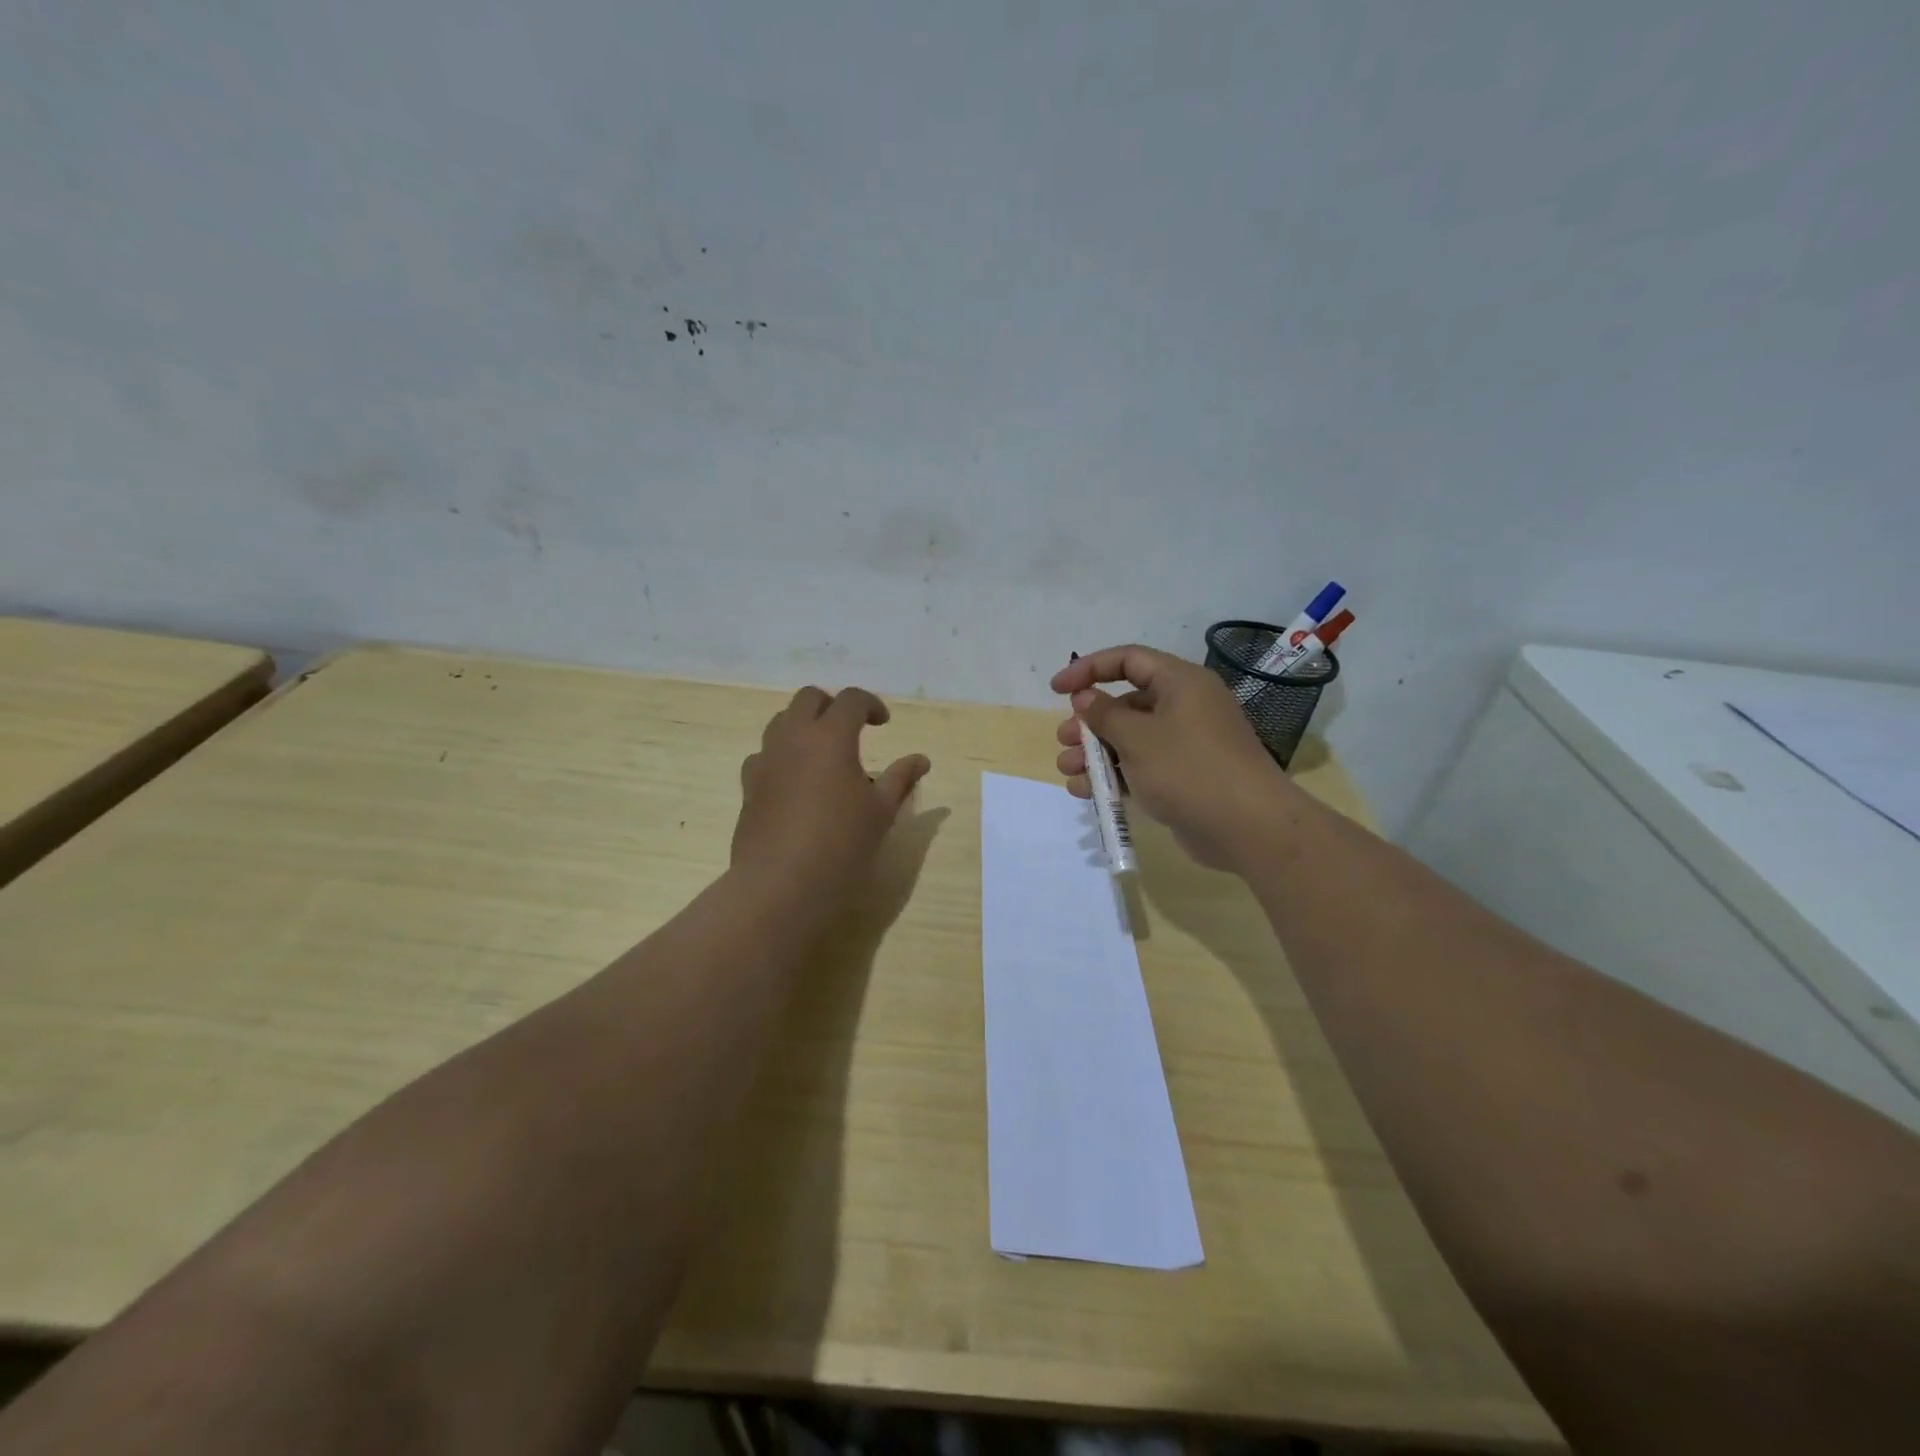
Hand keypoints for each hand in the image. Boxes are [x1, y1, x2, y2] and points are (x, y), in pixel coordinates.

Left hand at [733, 686, 930, 917]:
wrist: (780, 884)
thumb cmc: (841, 845)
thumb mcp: (881, 812)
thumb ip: (900, 779)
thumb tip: (921, 760)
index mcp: (830, 736)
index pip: (850, 699)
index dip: (870, 704)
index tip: (883, 724)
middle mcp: (793, 738)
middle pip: (808, 698)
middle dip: (832, 705)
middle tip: (851, 730)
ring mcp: (766, 760)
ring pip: (781, 721)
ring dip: (804, 726)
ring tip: (823, 755)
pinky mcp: (749, 785)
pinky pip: (764, 754)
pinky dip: (782, 756)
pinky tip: (795, 782)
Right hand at [1052, 646, 1294, 870]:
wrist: (1248, 827)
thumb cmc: (1189, 769)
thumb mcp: (1138, 737)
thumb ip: (1104, 714)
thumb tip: (1086, 698)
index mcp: (1180, 683)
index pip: (1128, 660)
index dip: (1089, 669)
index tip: (1057, 688)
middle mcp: (1185, 707)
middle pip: (1126, 703)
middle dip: (1089, 723)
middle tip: (1064, 741)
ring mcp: (1186, 744)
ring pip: (1130, 739)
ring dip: (1096, 753)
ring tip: (1068, 772)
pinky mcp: (1184, 777)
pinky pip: (1141, 767)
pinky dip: (1115, 775)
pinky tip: (1087, 792)